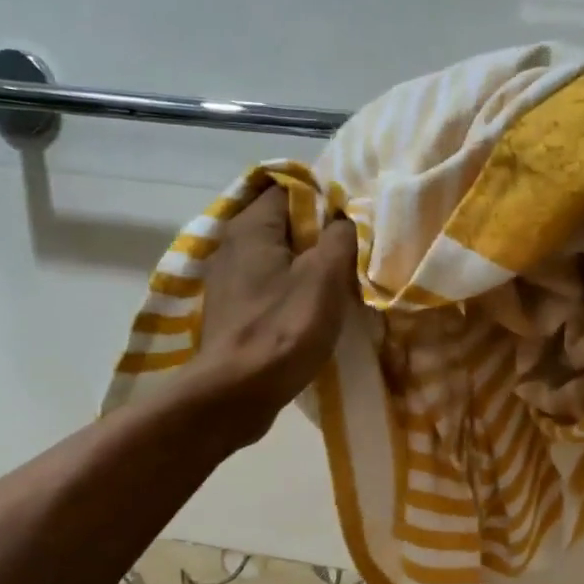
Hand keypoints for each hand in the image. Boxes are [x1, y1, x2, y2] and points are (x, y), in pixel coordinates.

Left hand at [192, 186, 357, 434]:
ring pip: (278, 258)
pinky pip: (269, 288)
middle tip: (354, 253)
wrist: (236, 394)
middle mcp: (231, 245)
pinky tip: (313, 311)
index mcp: (250, 226)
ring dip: (308, 268)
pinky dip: (292, 292)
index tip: (354, 220)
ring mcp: (228, 281)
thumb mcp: (324, 276)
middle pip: (285, 224)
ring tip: (340, 283)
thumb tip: (346, 219)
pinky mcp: (232, 312)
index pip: (291, 188)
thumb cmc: (282, 329)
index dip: (326, 199)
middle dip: (320, 235)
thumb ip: (341, 237)